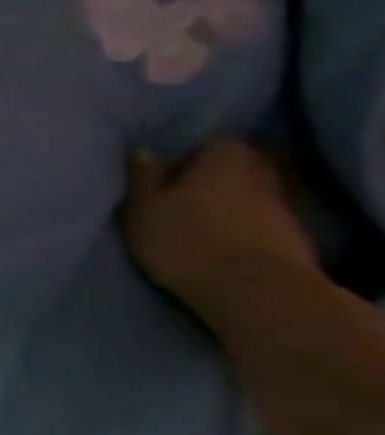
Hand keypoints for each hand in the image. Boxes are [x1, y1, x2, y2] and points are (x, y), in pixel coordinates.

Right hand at [121, 141, 318, 324]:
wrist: (255, 291)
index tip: (167, 170)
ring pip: (250, 196)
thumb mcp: (143, 206)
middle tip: (180, 192)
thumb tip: (144, 151)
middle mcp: (260, 176)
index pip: (212, 143)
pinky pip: (260, 223)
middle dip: (214, 177)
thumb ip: (143, 176)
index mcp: (224, 159)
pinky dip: (243, 227)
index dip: (190, 154)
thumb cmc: (185, 238)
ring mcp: (283, 211)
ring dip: (228, 205)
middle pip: (238, 168)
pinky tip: (221, 241)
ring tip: (197, 220)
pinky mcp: (292, 242)